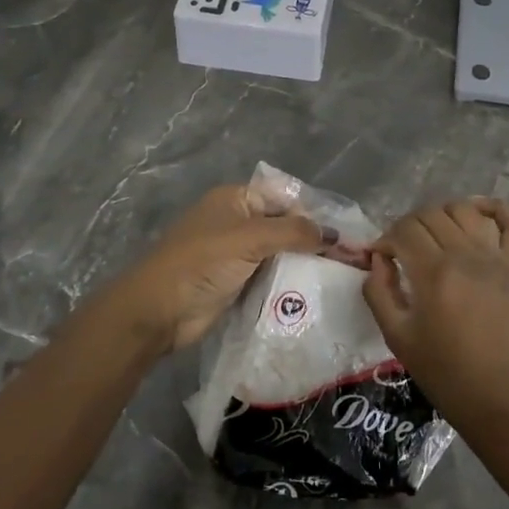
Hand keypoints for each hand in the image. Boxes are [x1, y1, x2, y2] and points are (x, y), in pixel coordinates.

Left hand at [101, 185, 327, 352]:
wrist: (158, 311)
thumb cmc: (201, 262)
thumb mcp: (249, 238)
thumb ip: (293, 232)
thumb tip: (334, 234)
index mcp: (235, 199)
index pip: (284, 197)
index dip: (313, 212)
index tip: (345, 233)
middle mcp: (236, 221)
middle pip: (283, 225)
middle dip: (312, 239)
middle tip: (349, 257)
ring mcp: (235, 254)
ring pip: (278, 253)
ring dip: (302, 263)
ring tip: (341, 275)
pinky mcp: (235, 282)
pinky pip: (269, 276)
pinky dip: (288, 282)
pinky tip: (314, 291)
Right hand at [362, 198, 508, 431]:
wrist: (499, 399)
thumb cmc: (444, 372)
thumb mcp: (396, 336)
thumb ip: (379, 291)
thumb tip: (378, 259)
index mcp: (433, 272)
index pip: (403, 230)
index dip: (386, 239)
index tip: (381, 257)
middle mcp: (465, 255)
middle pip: (430, 215)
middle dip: (408, 226)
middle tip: (403, 249)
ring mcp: (497, 258)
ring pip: (465, 211)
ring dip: (442, 214)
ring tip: (435, 235)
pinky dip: (496, 209)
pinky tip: (478, 212)